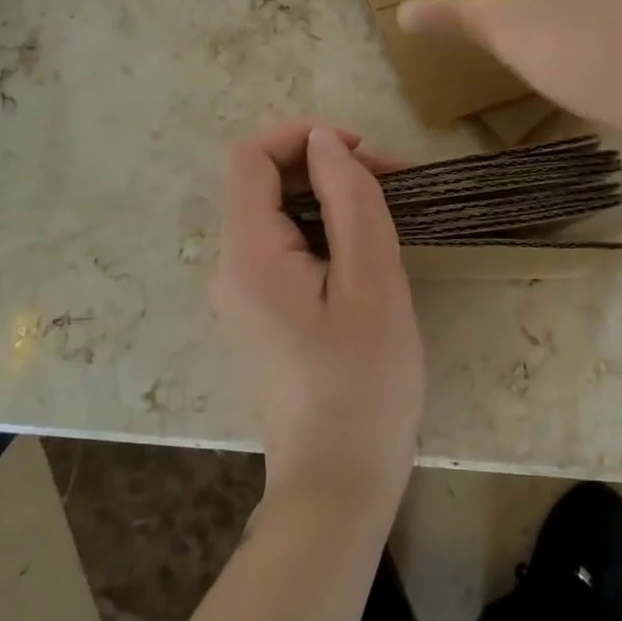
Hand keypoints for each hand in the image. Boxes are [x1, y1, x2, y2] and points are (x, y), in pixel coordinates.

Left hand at [212, 121, 424, 529]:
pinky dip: (322, 232)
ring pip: (276, 216)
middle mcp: (229, 269)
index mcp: (248, 256)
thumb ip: (349, 201)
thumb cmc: (363, 385)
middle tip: (392, 180)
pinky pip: (283, 250)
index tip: (362, 149)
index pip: (249, 157)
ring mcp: (241, 296)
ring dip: (328, 198)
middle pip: (262, 184)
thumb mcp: (372, 283)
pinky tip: (364, 254)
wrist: (337, 485)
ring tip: (388, 213)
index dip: (301, 135)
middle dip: (324, 166)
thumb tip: (324, 140)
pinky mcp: (260, 316)